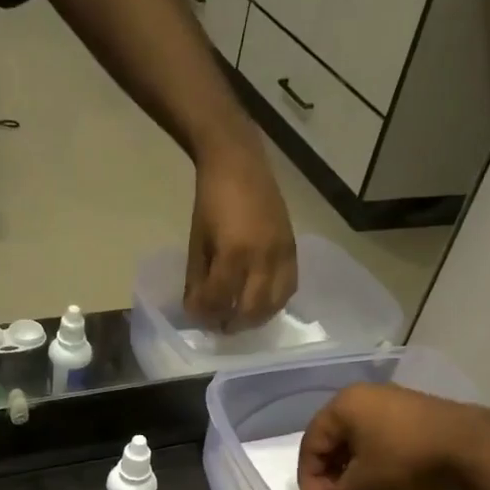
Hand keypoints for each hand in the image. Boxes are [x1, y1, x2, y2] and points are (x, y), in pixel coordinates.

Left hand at [184, 137, 296, 331]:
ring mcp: (282, 254)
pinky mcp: (293, 249)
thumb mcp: (197, 242)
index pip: (220, 300)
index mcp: (233, 253)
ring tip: (239, 319)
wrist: (239, 164)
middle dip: (232, 323)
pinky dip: (274, 302)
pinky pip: (289, 287)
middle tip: (219, 326)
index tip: (196, 317)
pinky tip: (260, 303)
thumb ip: (198, 279)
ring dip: (255, 318)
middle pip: (251, 310)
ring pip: (274, 304)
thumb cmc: (211, 202)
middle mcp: (263, 257)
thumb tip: (197, 310)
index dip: (205, 314)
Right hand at [297, 384, 467, 489]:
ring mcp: (392, 399)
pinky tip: (381, 478)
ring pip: (356, 437)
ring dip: (350, 466)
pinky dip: (372, 457)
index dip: (309, 479)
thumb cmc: (407, 460)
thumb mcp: (364, 484)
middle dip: (329, 472)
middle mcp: (363, 395)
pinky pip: (379, 434)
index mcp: (343, 405)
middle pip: (332, 438)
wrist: (475, 448)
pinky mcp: (414, 410)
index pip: (311, 444)